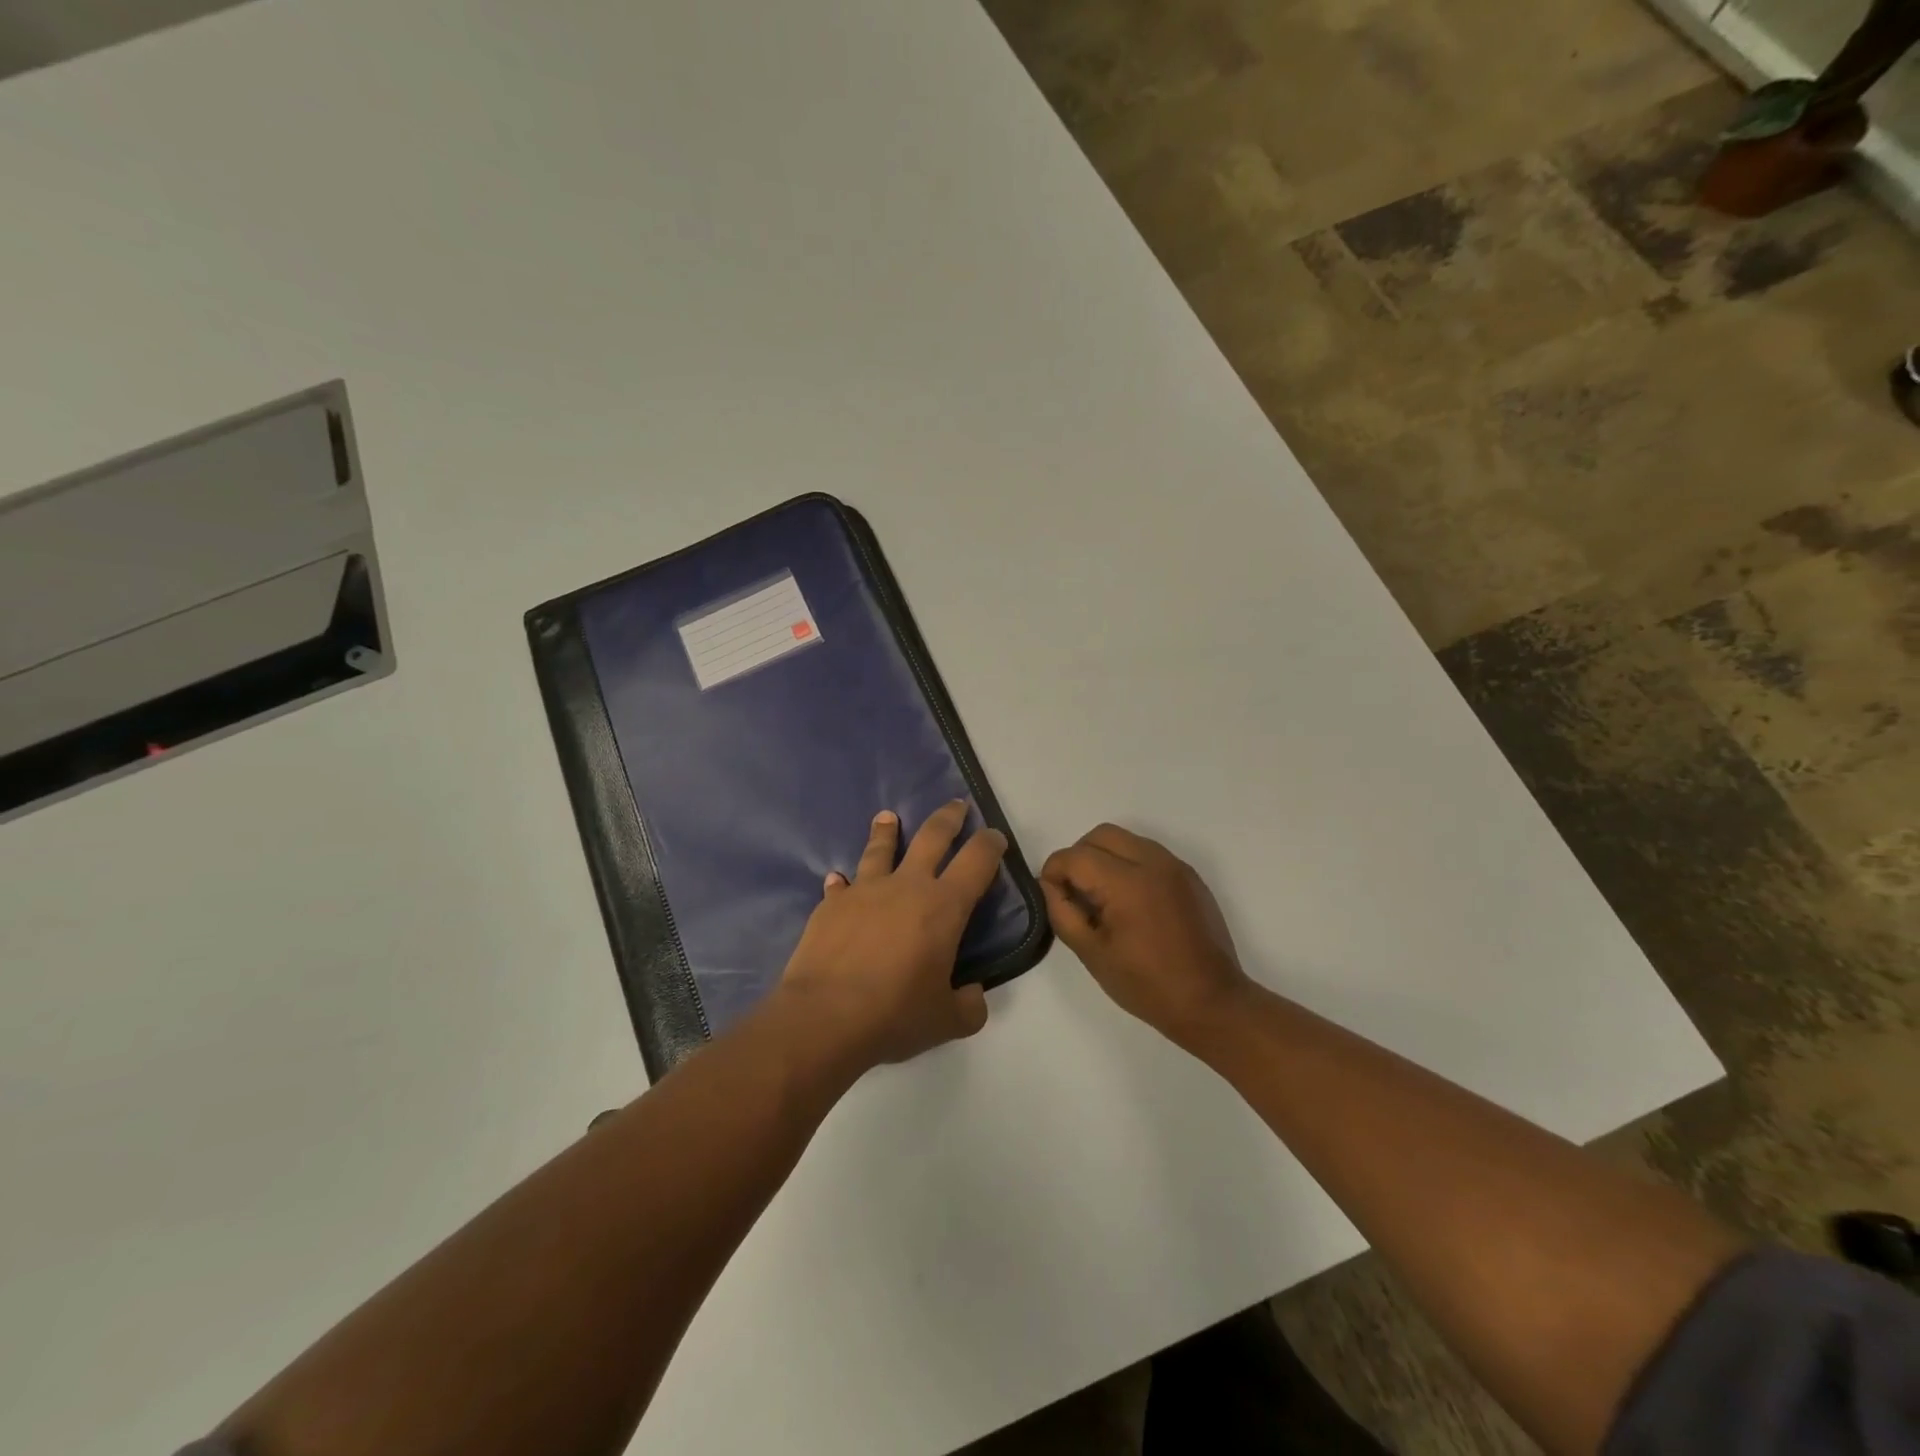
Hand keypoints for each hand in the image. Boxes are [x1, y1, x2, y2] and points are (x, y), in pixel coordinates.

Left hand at [776, 801, 1004, 1071]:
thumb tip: (972, 994)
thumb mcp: (946, 1021)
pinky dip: (842, 882)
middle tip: (956, 805)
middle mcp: (907, 886)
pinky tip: (837, 879)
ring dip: (887, 831)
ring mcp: (865, 890)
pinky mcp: (831, 904)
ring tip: (887, 817)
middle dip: (948, 817)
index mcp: (944, 907)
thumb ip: (969, 1006)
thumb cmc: (894, 1015)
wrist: (824, 1016)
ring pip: (881, 849)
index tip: (995, 836)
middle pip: (932, 837)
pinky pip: (840, 885)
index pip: (977, 861)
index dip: (991, 844)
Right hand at [1040, 824, 1251, 1050]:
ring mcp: (1175, 867)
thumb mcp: (1093, 954)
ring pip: (1126, 839)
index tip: (1052, 897)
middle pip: (1100, 835)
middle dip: (1078, 857)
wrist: (1212, 1003)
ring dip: (1105, 857)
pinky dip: (1130, 864)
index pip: (1075, 856)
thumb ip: (1063, 913)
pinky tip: (1130, 902)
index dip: (1054, 872)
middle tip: (1075, 893)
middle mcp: (1153, 862)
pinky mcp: (1190, 876)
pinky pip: (1149, 853)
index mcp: (1127, 882)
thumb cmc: (1147, 985)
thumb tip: (1049, 886)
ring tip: (1103, 897)